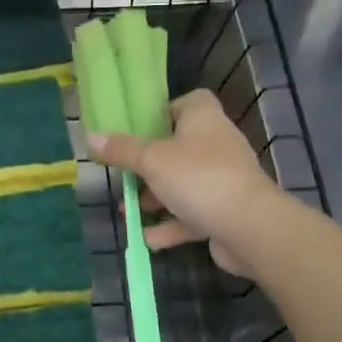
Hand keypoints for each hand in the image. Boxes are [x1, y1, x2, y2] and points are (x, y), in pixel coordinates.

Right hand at [88, 89, 281, 274]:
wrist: (250, 227)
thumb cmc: (198, 178)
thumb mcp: (152, 160)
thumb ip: (122, 150)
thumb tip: (91, 136)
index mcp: (203, 119)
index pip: (189, 102)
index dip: (165, 111)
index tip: (140, 127)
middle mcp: (217, 144)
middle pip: (179, 146)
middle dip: (150, 163)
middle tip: (123, 173)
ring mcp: (223, 179)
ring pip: (184, 183)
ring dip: (157, 197)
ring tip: (127, 209)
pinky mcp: (225, 211)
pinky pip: (192, 214)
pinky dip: (171, 226)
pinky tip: (146, 239)